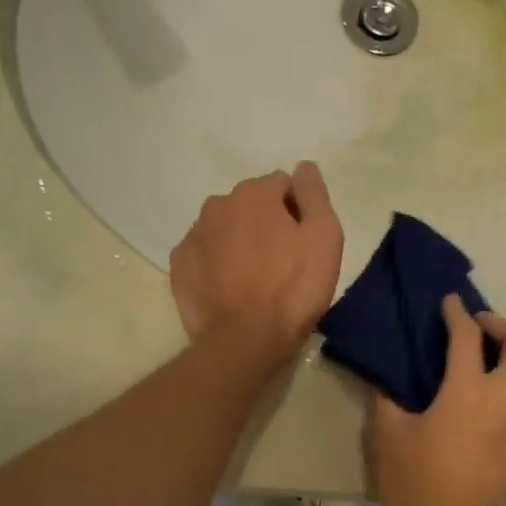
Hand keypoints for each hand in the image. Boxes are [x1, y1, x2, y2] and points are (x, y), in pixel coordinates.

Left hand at [170, 162, 344, 360]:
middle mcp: (218, 204)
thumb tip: (303, 167)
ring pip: (225, 228)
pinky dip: (218, 264)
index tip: (304, 242)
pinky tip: (232, 289)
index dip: (297, 211)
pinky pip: (205, 254)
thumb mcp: (325, 237)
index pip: (282, 185)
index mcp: (255, 194)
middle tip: (283, 262)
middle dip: (266, 223)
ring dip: (240, 242)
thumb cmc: (295, 287)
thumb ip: (314, 194)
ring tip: (256, 278)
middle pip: (250, 205)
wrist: (247, 339)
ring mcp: (193, 235)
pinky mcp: (180, 266)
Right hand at [371, 295, 505, 505]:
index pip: (468, 336)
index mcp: (469, 393)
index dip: (458, 313)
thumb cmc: (413, 486)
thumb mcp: (389, 436)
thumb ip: (391, 394)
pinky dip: (502, 416)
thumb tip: (392, 373)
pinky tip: (480, 438)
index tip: (451, 304)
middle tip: (479, 332)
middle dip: (504, 325)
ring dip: (498, 381)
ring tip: (469, 404)